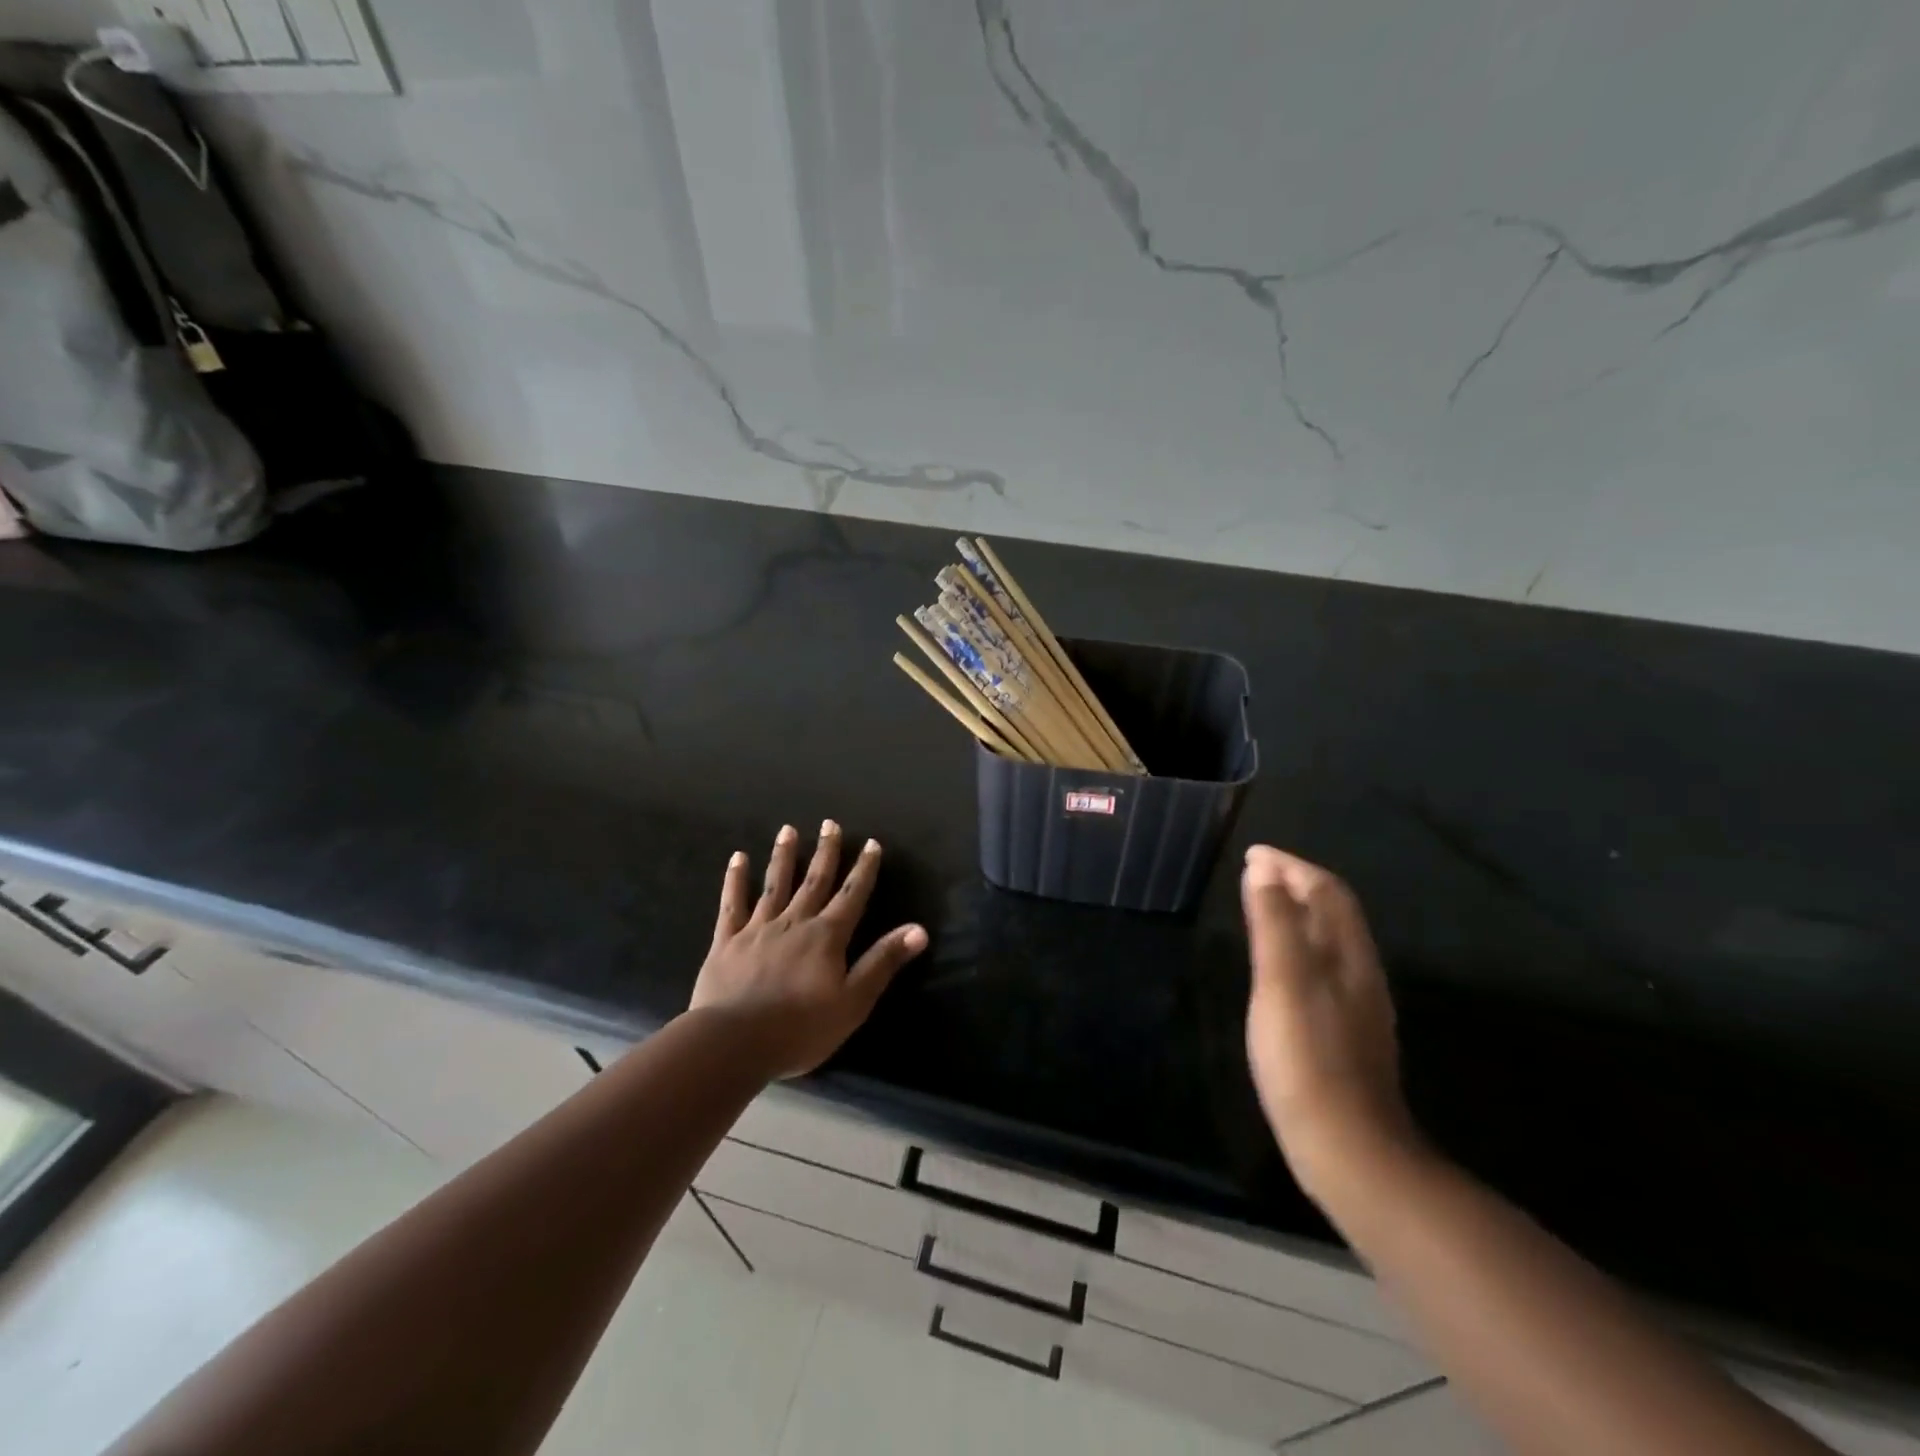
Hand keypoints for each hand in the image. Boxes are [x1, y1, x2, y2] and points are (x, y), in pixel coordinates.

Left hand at [689, 821, 927, 1079]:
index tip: (871, 843)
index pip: (852, 895)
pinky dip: (735, 880)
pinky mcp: (727, 941)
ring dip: (783, 856)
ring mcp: (758, 929)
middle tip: (830, 824)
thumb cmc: (800, 1029)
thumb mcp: (853, 1002)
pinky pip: (732, 904)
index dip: (864, 869)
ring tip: (788, 829)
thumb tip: (919, 930)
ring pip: (775, 884)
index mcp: (827, 936)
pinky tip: (738, 858)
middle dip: (825, 852)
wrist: (733, 1043)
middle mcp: (794, 922)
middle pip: (814, 881)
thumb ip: (883, 962)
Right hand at [1242, 845, 1417, 1203]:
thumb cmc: (1307, 1059)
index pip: (1325, 892)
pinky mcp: (1345, 1033)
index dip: (1291, 866)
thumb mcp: (1282, 983)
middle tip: (1254, 873)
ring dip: (1297, 913)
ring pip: (1329, 941)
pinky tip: (1278, 964)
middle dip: (1295, 884)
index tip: (1253, 853)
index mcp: (1348, 956)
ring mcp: (1357, 1006)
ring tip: (1261, 906)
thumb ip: (1274, 924)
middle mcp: (1359, 973)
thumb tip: (1264, 870)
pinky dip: (1297, 945)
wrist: (1349, 1150)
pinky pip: (1322, 967)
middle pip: (1333, 913)